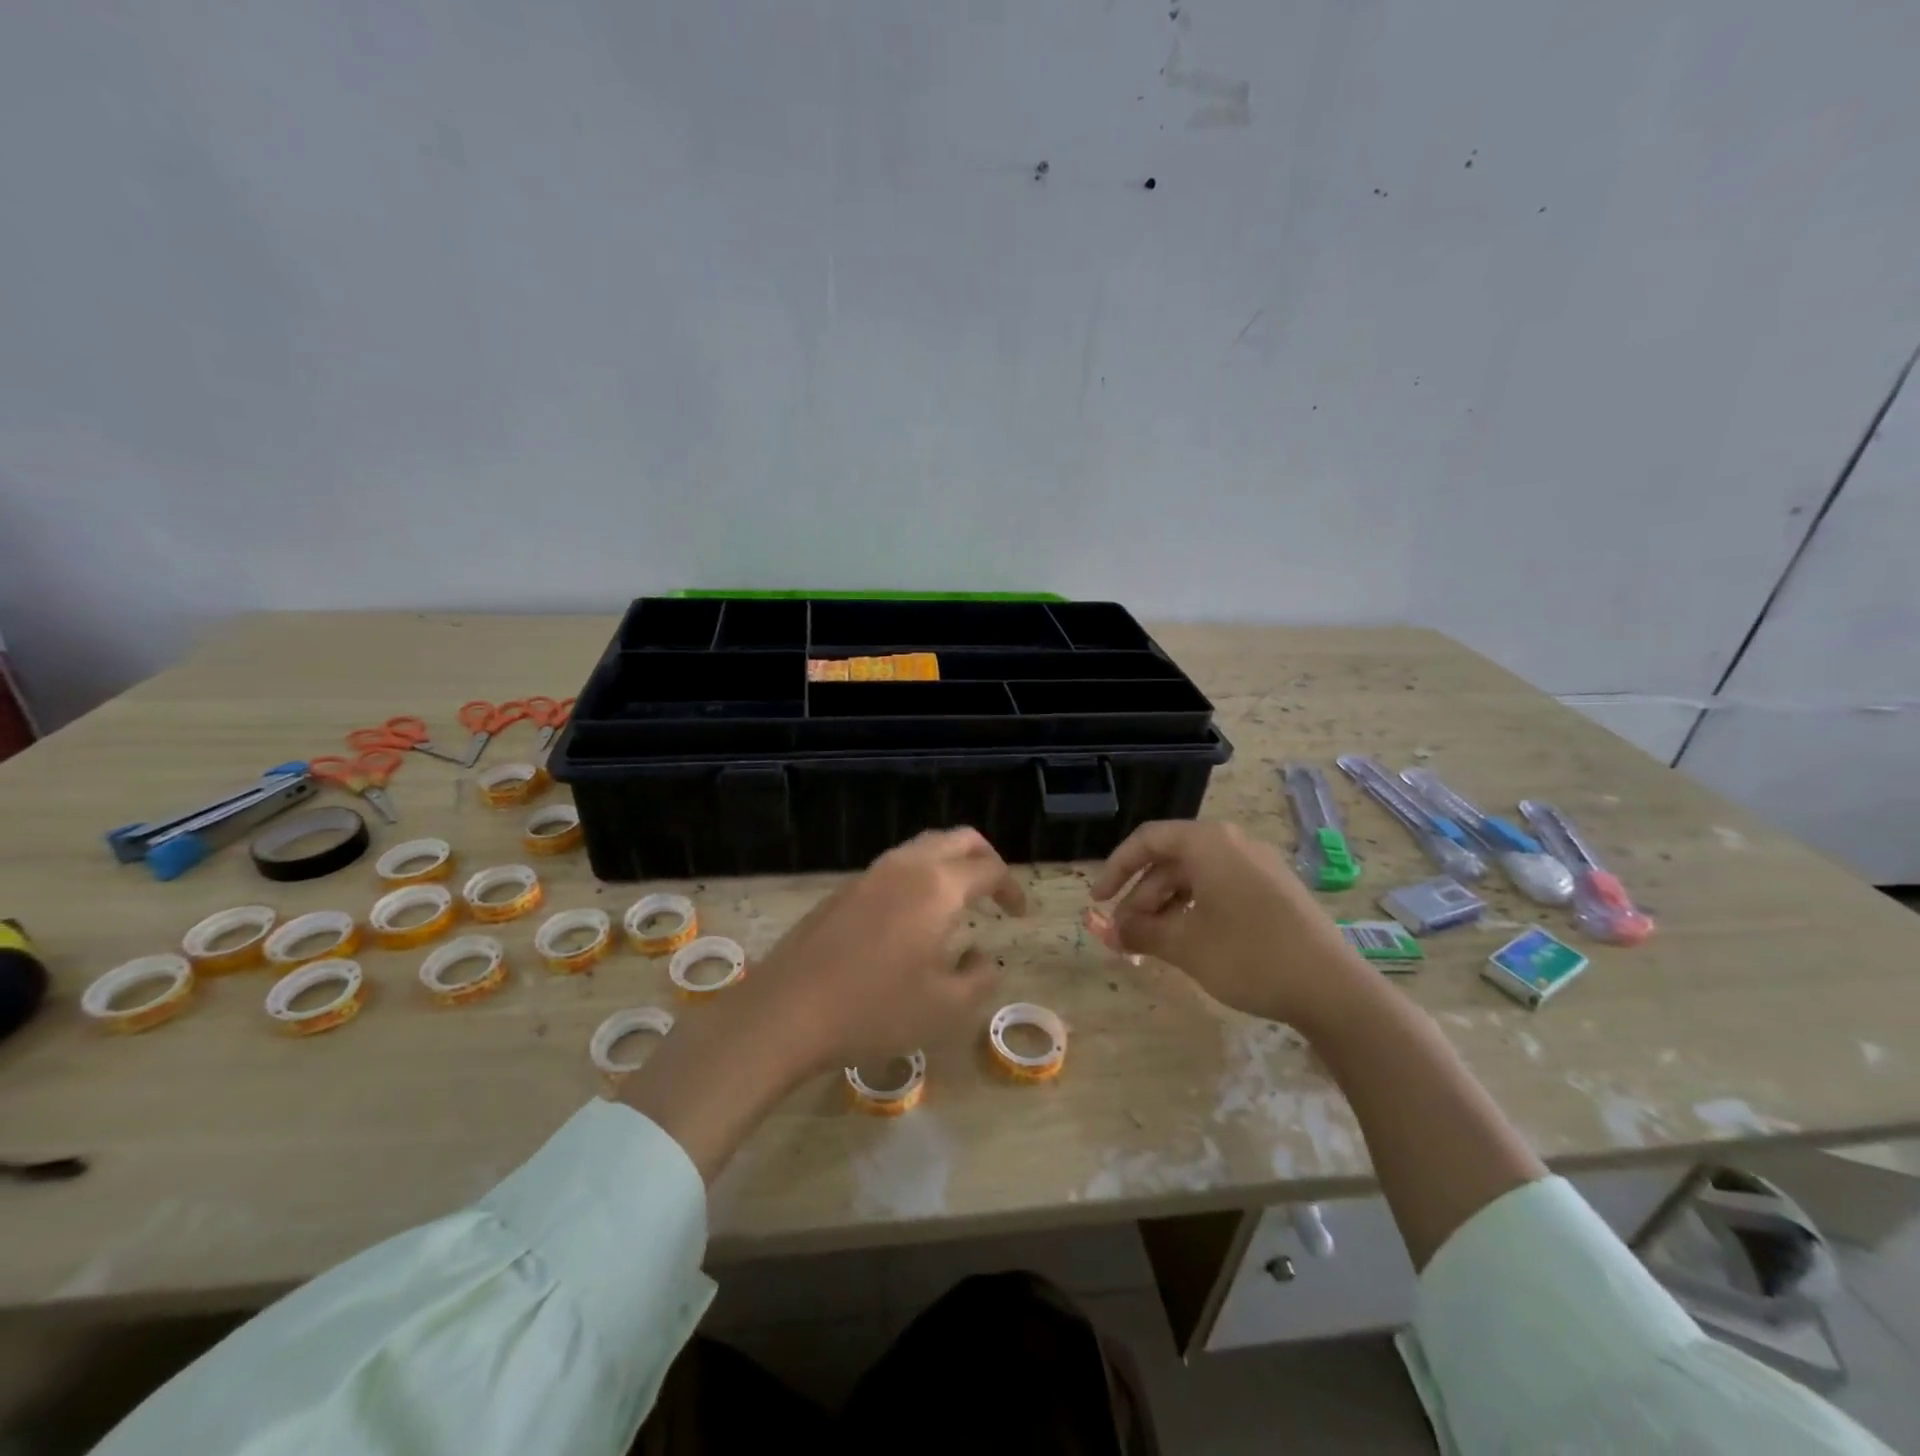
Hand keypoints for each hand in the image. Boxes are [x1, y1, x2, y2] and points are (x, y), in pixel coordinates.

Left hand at [744, 827, 1027, 1074]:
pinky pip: (896, 865)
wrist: (786, 1010)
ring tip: (958, 901)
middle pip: (957, 838)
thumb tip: (982, 956)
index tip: (1020, 915)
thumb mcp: (944, 1008)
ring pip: (923, 846)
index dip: (1011, 888)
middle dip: (985, 857)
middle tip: (996, 892)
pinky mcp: (844, 888)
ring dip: (949, 863)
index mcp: (937, 887)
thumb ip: (979, 978)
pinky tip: (914, 916)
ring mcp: (870, 873)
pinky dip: (920, 875)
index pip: (989, 868)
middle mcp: (906, 866)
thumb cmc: (874, 1010)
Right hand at [1088, 820, 1362, 1027]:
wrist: (1333, 989)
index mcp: (1208, 843)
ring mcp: (1258, 866)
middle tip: (1123, 934)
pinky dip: (1194, 910)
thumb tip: (1107, 931)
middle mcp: (1233, 844)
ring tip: (1151, 943)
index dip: (1116, 868)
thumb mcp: (1185, 946)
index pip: (1147, 840)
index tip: (1097, 900)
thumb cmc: (1249, 957)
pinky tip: (1188, 941)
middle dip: (1140, 897)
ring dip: (1166, 907)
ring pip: (1195, 877)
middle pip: (1171, 861)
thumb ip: (1140, 932)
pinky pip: (1220, 888)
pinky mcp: (1274, 890)